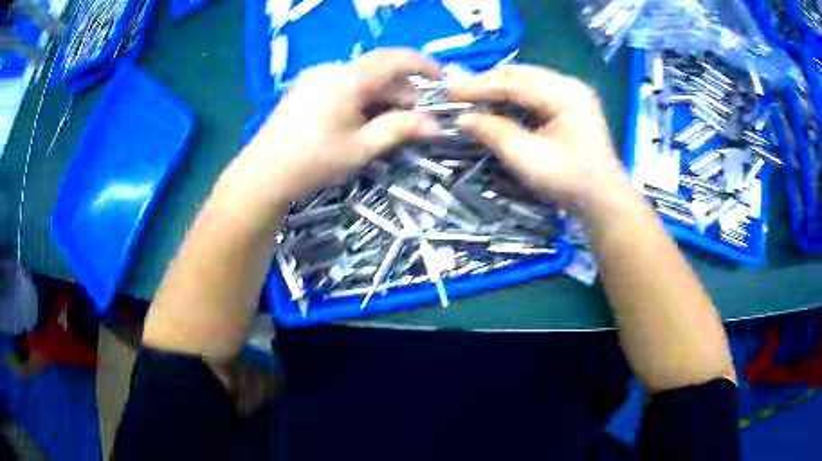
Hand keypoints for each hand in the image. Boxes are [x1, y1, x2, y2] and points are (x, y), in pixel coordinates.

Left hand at [230, 49, 441, 215]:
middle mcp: (331, 69)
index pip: (395, 58)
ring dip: (382, 98)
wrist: (263, 174)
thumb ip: (400, 129)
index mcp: (347, 78)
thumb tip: (435, 125)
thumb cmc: (313, 162)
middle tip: (416, 120)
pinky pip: (344, 85)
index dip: (423, 65)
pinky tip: (362, 122)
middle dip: (403, 92)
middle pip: (379, 71)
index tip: (442, 80)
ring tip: (390, 126)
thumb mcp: (361, 148)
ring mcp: (316, 77)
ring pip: (362, 79)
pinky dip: (362, 99)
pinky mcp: (306, 89)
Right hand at [451, 65, 627, 209]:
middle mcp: (569, 84)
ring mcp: (571, 92)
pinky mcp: (570, 103)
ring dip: (498, 87)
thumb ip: (494, 133)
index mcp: (564, 93)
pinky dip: (512, 96)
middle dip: (486, 83)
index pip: (513, 81)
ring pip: (526, 79)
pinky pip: (534, 91)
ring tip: (473, 97)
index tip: (448, 92)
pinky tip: (498, 104)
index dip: (478, 86)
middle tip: (457, 94)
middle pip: (519, 74)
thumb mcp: (527, 158)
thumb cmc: (569, 180)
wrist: (602, 199)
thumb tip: (462, 118)